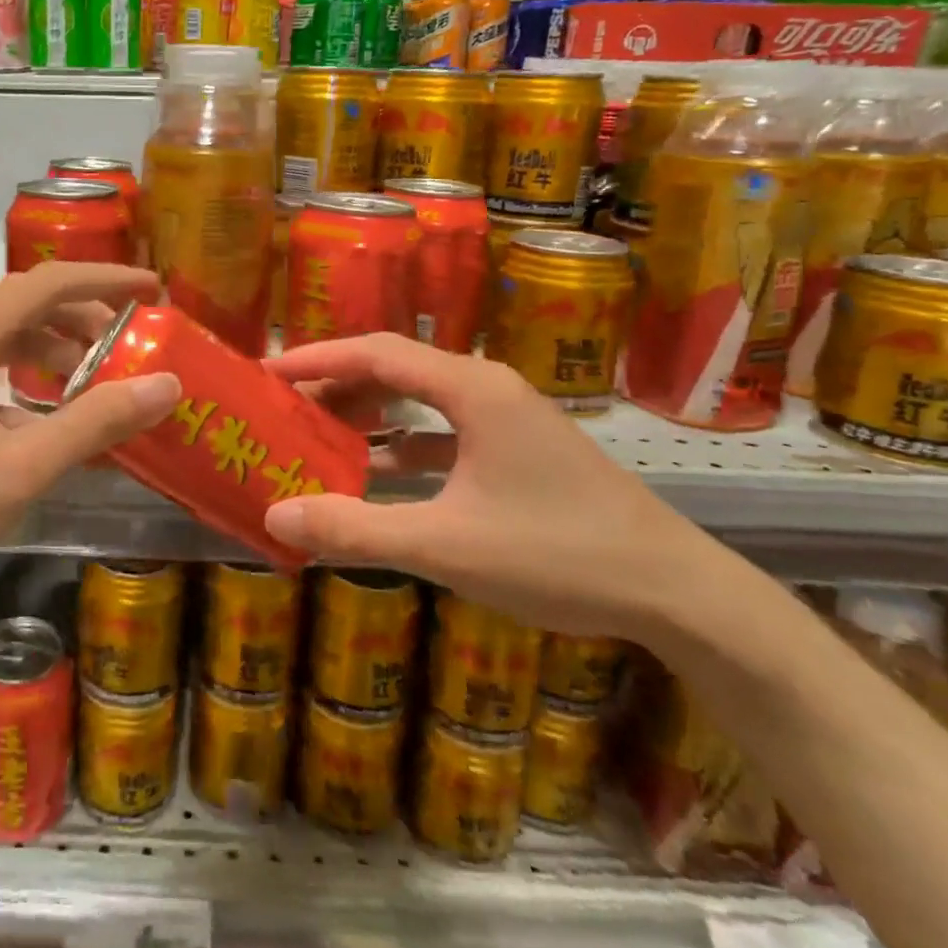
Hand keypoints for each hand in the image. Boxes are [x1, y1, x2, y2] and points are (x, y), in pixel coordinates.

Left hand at [0, 262, 179, 608]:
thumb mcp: (18, 468)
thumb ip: (93, 423)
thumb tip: (166, 383)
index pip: (50, 280)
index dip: (106, 278)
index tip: (152, 292)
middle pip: (29, 302)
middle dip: (86, 316)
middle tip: (129, 347)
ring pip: (7, 332)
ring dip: (56, 345)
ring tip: (93, 381)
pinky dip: (26, 372)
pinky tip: (41, 414)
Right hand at [262, 333, 720, 640]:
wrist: (680, 595)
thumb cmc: (559, 555)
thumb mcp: (445, 545)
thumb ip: (356, 529)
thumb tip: (275, 516)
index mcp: (470, 389)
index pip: (374, 352)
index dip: (315, 358)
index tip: (267, 373)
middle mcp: (487, 388)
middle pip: (393, 368)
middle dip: (336, 385)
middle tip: (285, 409)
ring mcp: (507, 418)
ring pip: (419, 399)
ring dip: (368, 414)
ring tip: (319, 435)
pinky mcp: (519, 449)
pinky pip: (443, 430)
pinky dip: (403, 443)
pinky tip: (377, 473)